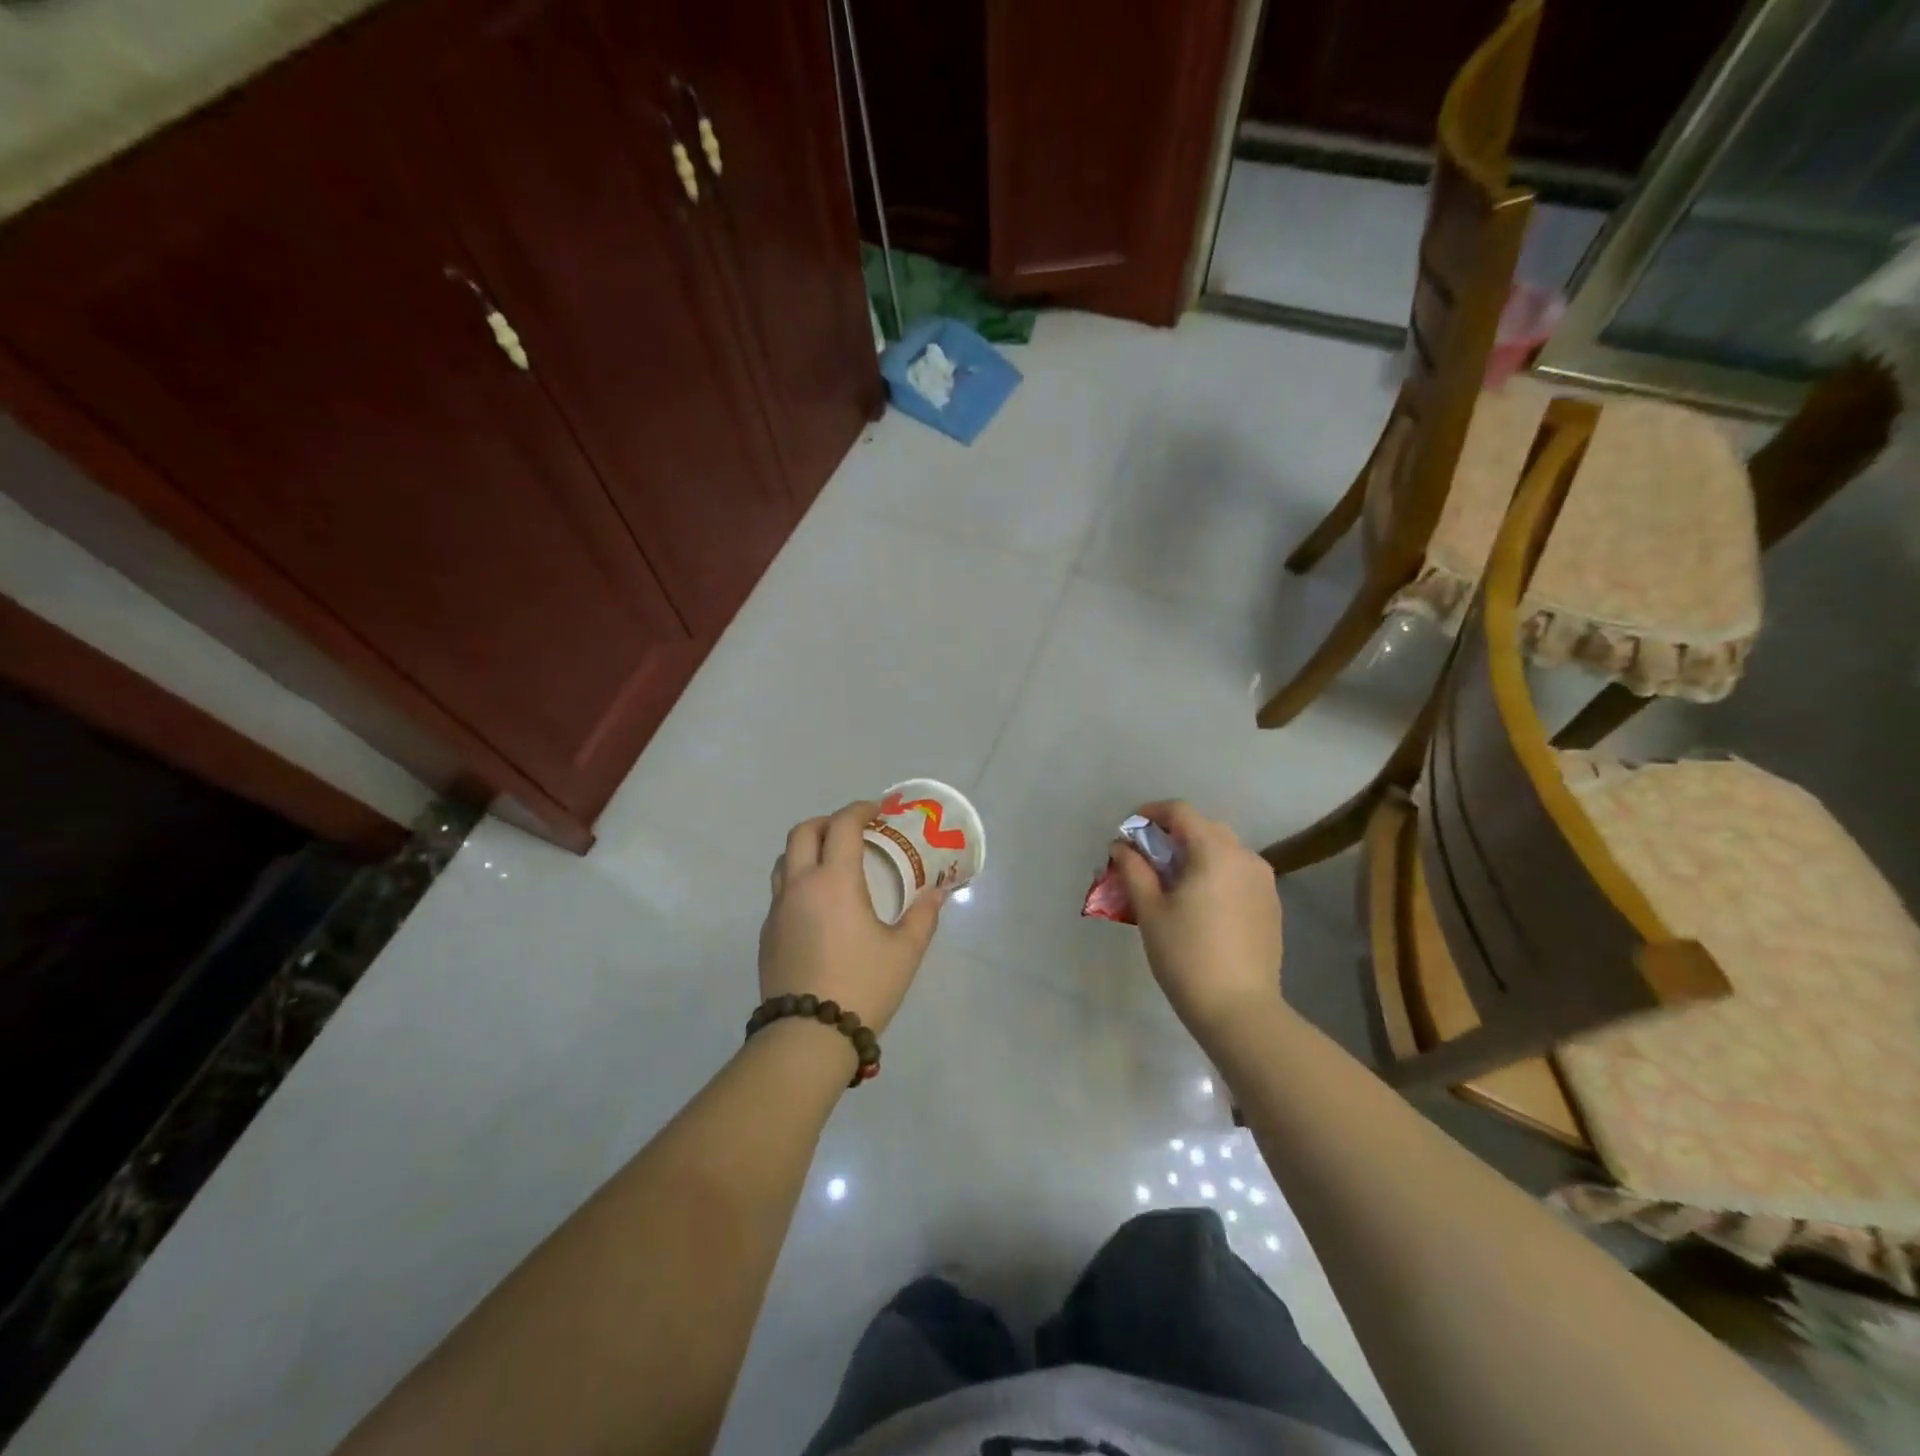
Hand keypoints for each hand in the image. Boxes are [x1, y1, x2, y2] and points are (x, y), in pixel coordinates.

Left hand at [759, 801, 941, 1034]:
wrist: (807, 1037)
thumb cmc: (862, 986)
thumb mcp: (905, 952)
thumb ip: (923, 916)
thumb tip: (938, 892)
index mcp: (834, 881)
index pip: (842, 826)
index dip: (860, 810)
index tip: (877, 811)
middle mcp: (800, 886)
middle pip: (802, 832)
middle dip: (828, 822)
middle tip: (853, 831)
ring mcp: (777, 911)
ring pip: (784, 860)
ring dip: (807, 849)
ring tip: (833, 863)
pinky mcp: (767, 934)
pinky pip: (780, 892)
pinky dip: (798, 881)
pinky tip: (819, 906)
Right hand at [1113, 800, 1284, 1036]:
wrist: (1239, 1009)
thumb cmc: (1186, 955)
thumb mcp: (1150, 909)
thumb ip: (1134, 869)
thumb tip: (1122, 845)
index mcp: (1214, 851)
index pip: (1181, 812)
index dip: (1151, 813)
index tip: (1129, 830)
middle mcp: (1245, 856)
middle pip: (1204, 828)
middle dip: (1172, 834)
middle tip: (1146, 858)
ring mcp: (1263, 881)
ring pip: (1224, 850)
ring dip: (1195, 854)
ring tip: (1171, 882)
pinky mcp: (1271, 904)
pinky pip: (1238, 873)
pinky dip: (1215, 873)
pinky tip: (1199, 902)